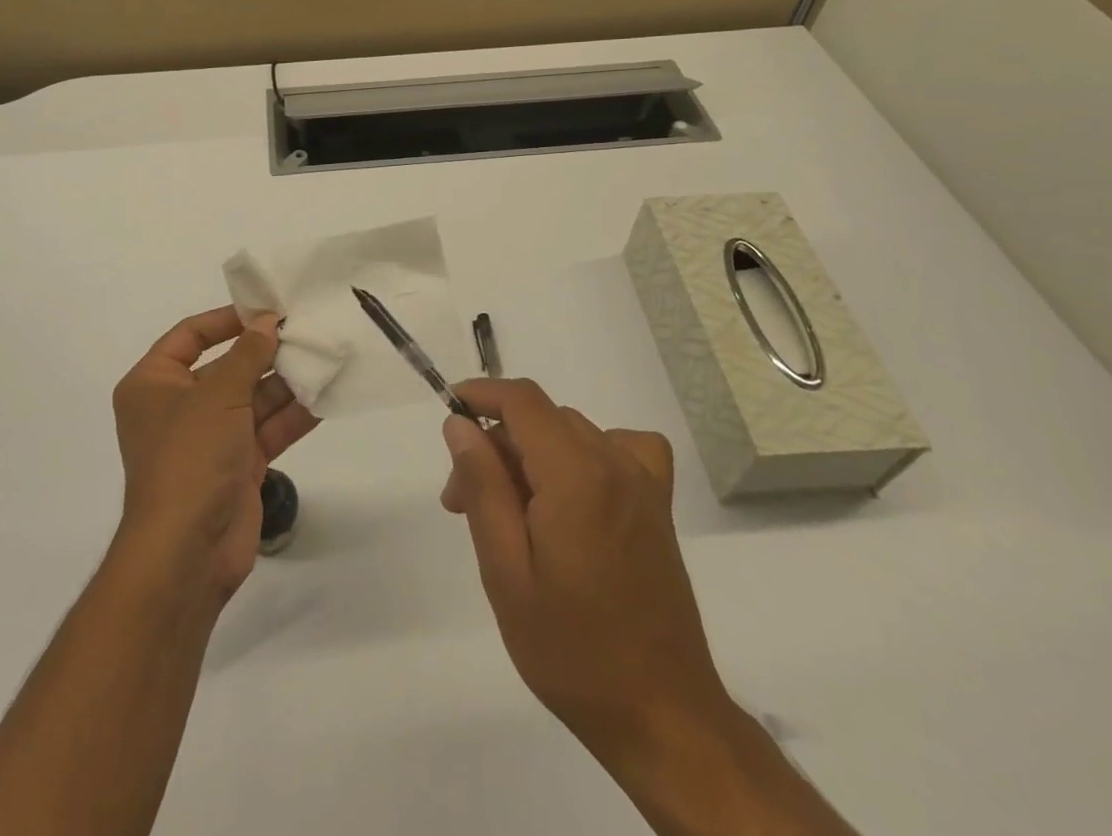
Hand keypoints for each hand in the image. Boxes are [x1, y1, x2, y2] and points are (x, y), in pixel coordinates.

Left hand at [111, 307, 318, 602]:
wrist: (187, 553)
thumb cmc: (190, 457)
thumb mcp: (218, 394)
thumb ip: (248, 354)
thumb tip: (267, 322)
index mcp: (153, 384)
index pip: (189, 336)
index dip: (227, 320)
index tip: (266, 310)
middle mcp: (178, 408)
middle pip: (226, 367)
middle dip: (265, 353)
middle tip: (306, 332)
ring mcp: (209, 439)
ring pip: (251, 399)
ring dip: (285, 383)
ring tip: (323, 358)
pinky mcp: (236, 467)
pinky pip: (266, 430)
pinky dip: (292, 416)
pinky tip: (324, 397)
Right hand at [442, 382, 857, 832]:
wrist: (663, 716)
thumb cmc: (572, 649)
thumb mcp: (506, 571)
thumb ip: (482, 486)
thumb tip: (459, 424)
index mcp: (576, 474)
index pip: (521, 399)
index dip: (480, 394)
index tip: (448, 417)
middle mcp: (614, 462)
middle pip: (540, 418)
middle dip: (495, 445)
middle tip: (463, 504)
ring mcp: (643, 481)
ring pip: (571, 431)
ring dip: (530, 454)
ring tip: (509, 513)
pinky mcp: (657, 504)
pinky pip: (618, 446)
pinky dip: (585, 451)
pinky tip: (575, 489)